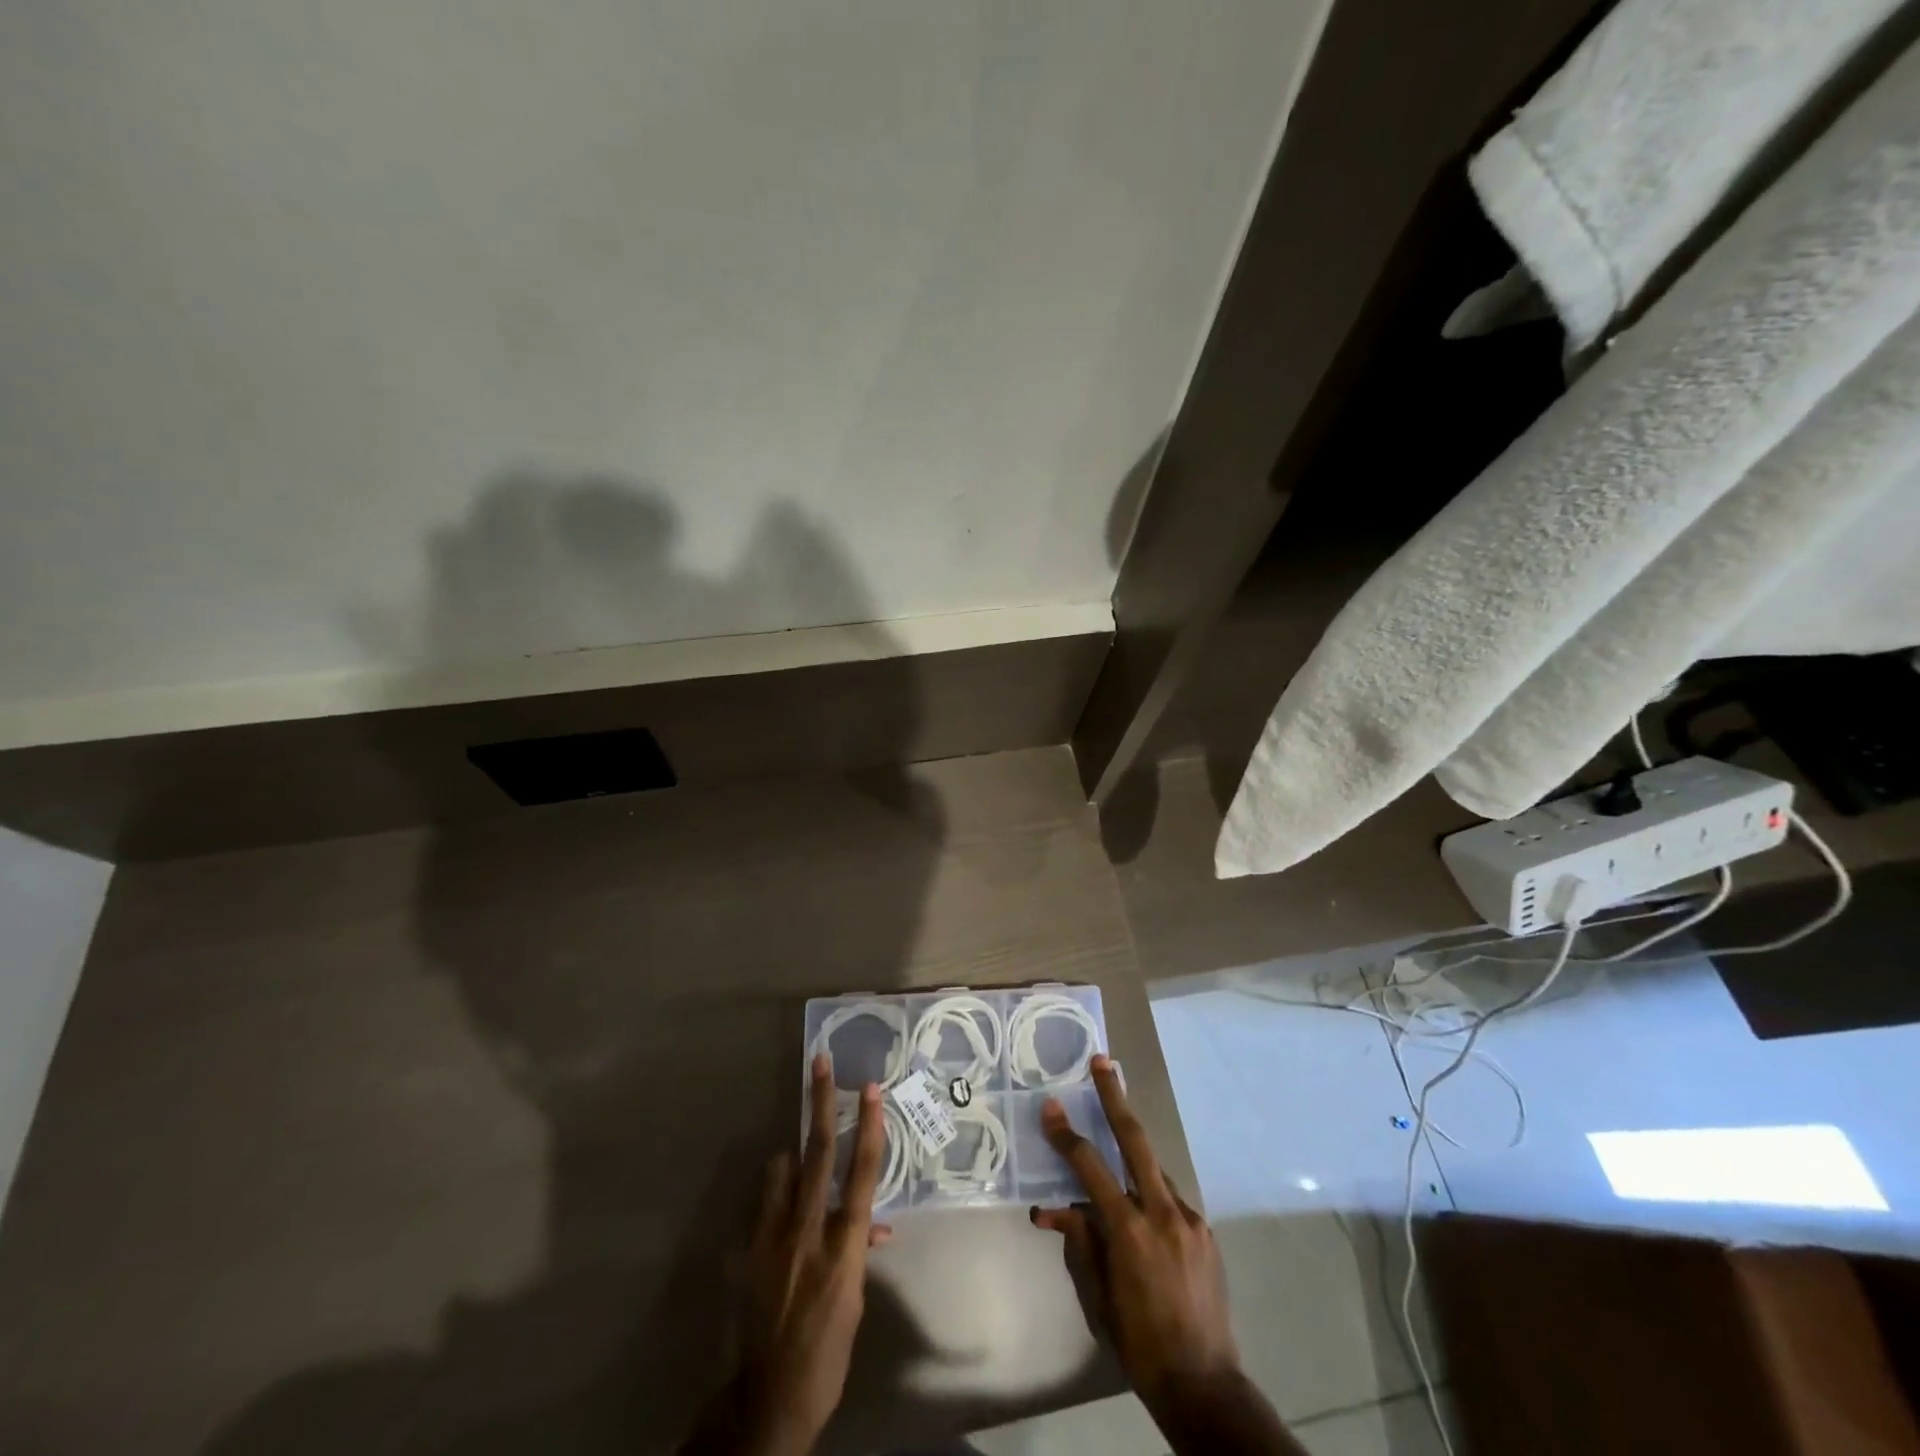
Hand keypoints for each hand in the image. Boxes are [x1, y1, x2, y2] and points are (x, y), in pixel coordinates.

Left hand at [686, 1055, 891, 1455]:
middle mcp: (808, 1229)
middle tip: (820, 1062)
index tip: (870, 1088)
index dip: (868, 1126)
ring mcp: (771, 1236)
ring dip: (792, 1160)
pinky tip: (776, 1219)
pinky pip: (762, 1204)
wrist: (768, 1397)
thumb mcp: (854, 1301)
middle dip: (820, 1102)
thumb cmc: (827, 1351)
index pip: (862, 1172)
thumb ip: (858, 1251)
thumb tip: (871, 1225)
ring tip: (796, 1168)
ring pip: (781, 1170)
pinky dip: (773, 1199)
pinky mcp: (744, 1249)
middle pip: (817, 1151)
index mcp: (844, 1245)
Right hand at [1030, 1055, 1239, 1407]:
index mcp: (1129, 1231)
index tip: (1051, 1107)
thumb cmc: (1138, 1343)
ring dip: (1132, 1158)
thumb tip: (1054, 1208)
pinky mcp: (1205, 1230)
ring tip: (1115, 1162)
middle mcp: (1162, 1213)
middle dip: (1116, 1097)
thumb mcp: (1098, 1296)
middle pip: (1135, 1140)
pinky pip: (1170, 1199)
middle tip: (1103, 1062)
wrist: (1205, 1385)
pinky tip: (1144, 1219)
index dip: (1067, 1136)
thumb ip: (1079, 1241)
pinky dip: (1151, 1196)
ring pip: (1153, 1170)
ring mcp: (1189, 1219)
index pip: (1090, 1168)